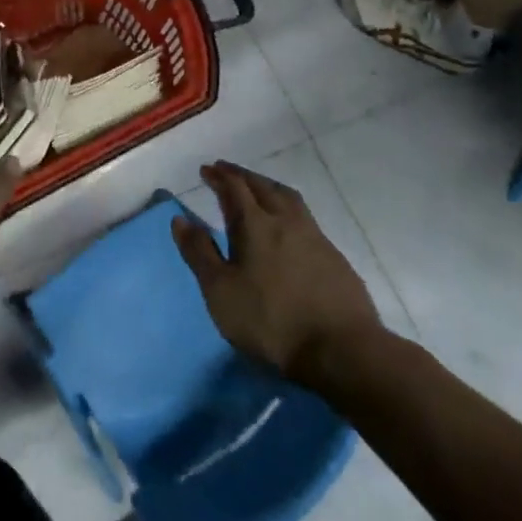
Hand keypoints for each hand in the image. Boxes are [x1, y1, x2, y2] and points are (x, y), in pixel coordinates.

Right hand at [172, 161, 385, 386]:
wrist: (342, 350)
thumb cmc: (271, 321)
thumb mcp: (220, 291)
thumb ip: (199, 253)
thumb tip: (180, 218)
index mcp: (255, 224)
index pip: (234, 187)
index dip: (219, 176)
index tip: (206, 170)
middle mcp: (286, 221)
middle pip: (263, 186)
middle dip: (242, 175)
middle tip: (227, 171)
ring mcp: (315, 237)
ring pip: (289, 198)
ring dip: (269, 187)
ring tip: (259, 188)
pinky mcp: (335, 258)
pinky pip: (306, 219)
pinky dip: (289, 211)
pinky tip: (289, 227)